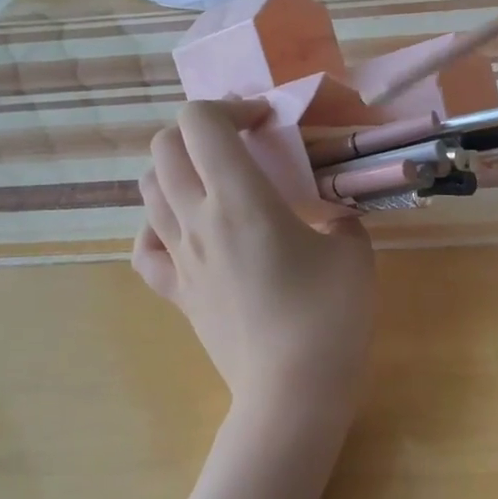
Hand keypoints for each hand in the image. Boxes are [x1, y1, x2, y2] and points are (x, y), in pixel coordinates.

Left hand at [132, 101, 375, 419]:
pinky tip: (182, 229)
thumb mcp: (354, 253)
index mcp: (240, 200)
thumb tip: (332, 215)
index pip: (201, 122)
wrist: (292, 392)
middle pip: (165, 146)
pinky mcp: (176, 292)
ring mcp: (180, 258)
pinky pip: (143, 247)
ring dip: (177, 168)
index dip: (231, 106)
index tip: (266, 123)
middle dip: (200, 129)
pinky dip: (155, 225)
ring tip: (215, 181)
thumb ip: (340, 218)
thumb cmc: (329, 318)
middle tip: (240, 144)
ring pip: (148, 189)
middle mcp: (197, 220)